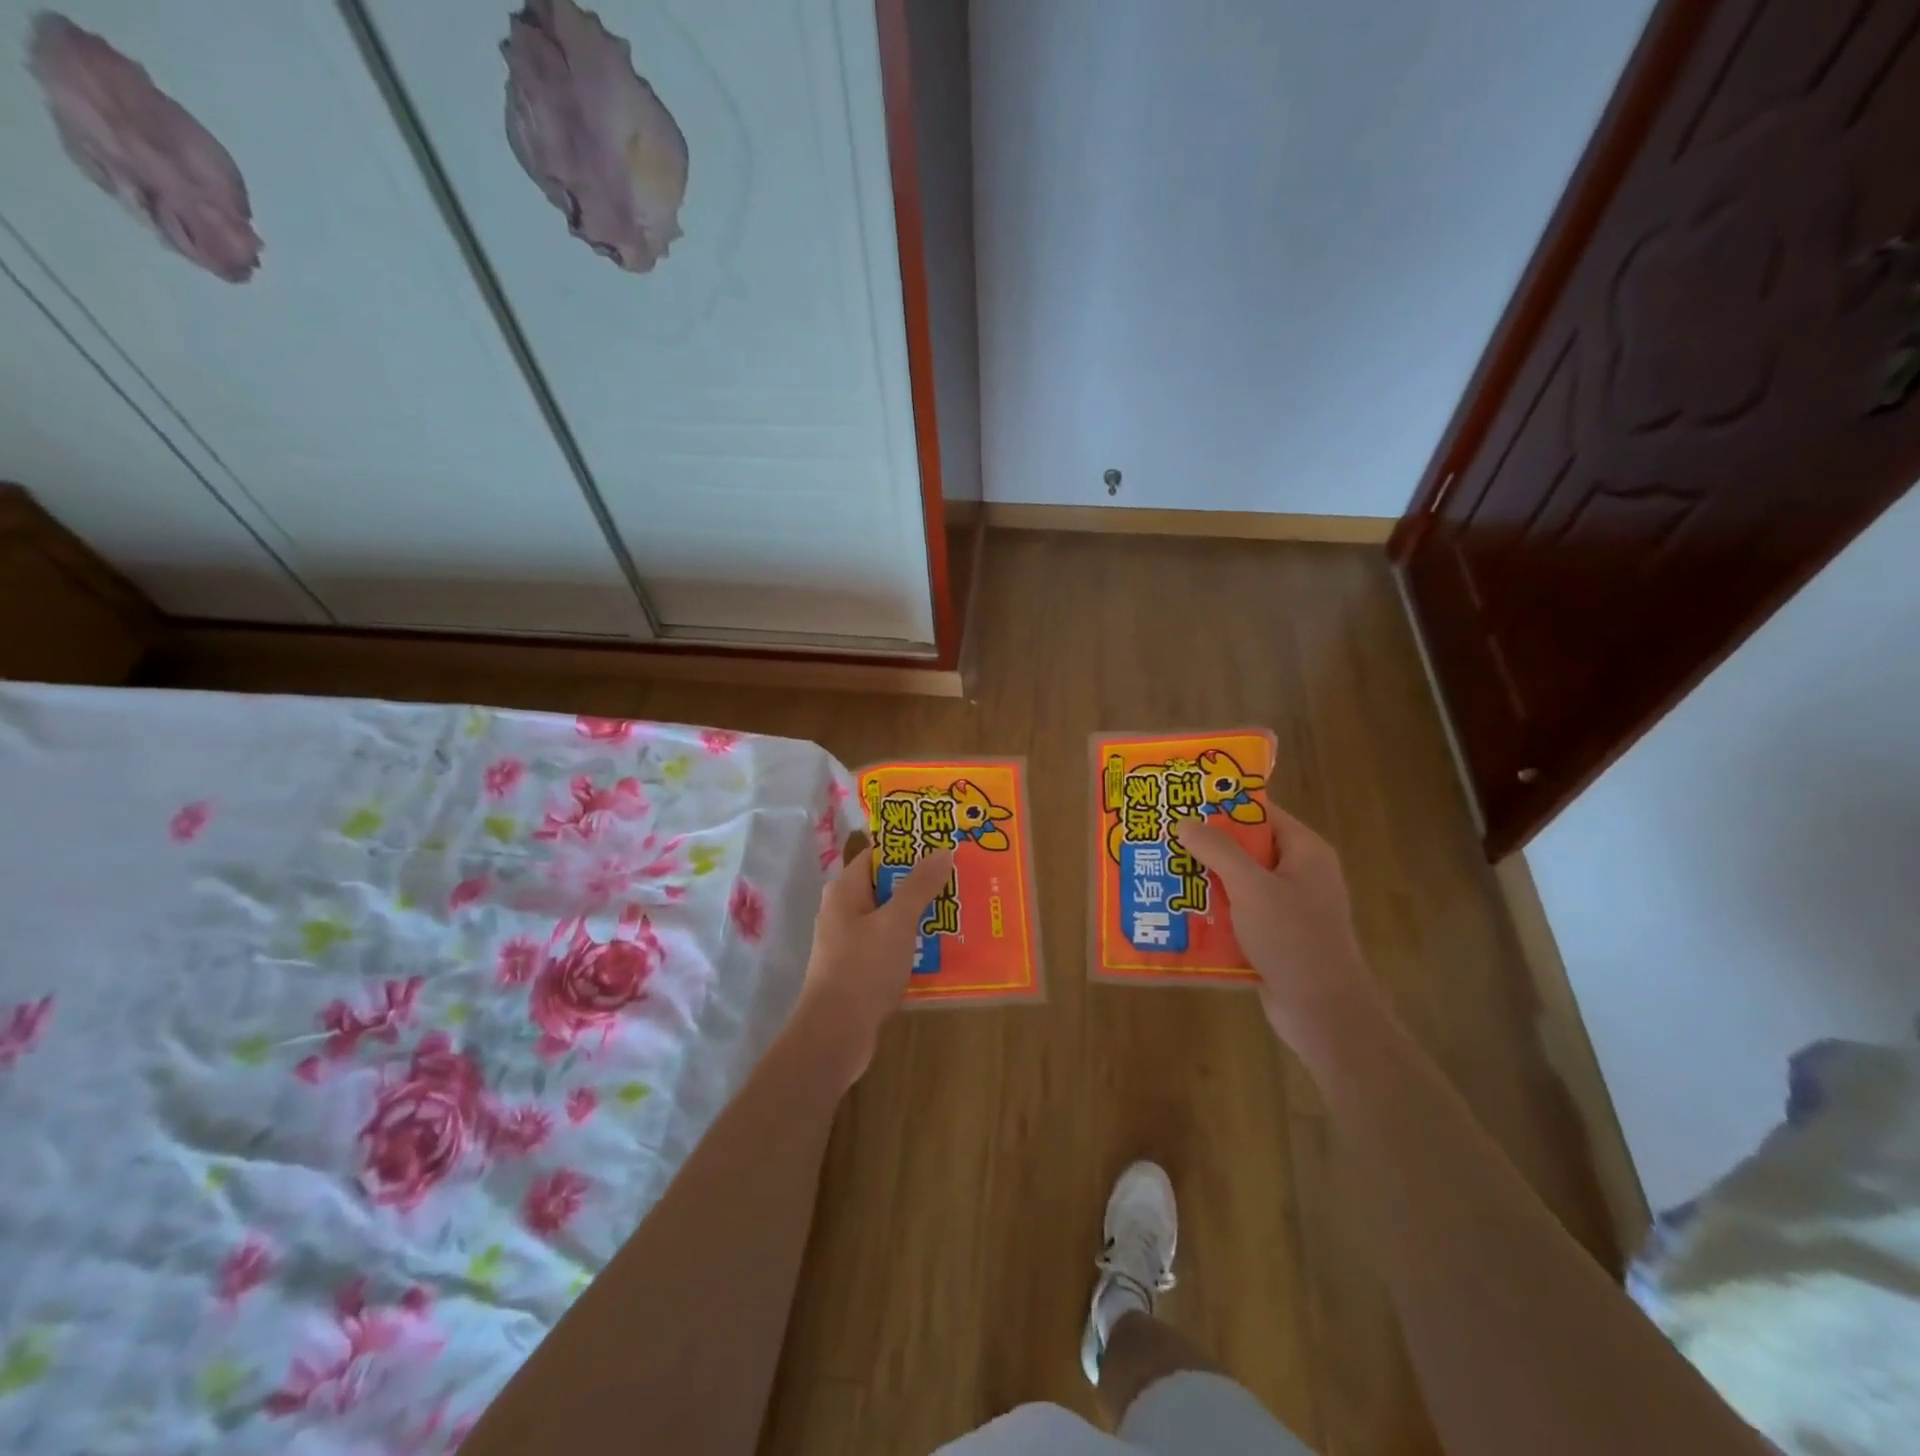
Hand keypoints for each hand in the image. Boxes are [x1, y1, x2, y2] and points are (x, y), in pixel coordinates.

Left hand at [787, 836, 954, 1089]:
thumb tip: (942, 850)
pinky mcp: (858, 969)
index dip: (908, 848)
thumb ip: (919, 885)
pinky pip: (889, 946)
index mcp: (845, 890)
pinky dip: (911, 944)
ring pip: (889, 918)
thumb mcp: (897, 921)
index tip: (942, 846)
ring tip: (957, 912)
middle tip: (959, 880)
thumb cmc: (864, 968)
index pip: (877, 855)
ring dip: (919, 916)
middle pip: (886, 886)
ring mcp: (849, 942)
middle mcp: (843, 910)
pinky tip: (939, 949)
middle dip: (920, 883)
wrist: (835, 1034)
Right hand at [1173, 810, 1379, 1045]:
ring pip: (1238, 881)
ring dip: (1205, 879)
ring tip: (1161, 872)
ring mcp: (1288, 906)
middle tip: (1162, 838)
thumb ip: (1218, 850)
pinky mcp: (1275, 935)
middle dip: (1205, 845)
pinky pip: (1238, 911)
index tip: (1182, 802)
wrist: (1323, 1012)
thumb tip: (1185, 821)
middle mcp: (1299, 873)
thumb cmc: (1293, 939)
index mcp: (1304, 851)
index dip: (1223, 805)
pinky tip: (1178, 912)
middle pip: (1246, 847)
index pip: (1260, 813)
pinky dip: (1212, 910)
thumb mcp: (1251, 887)